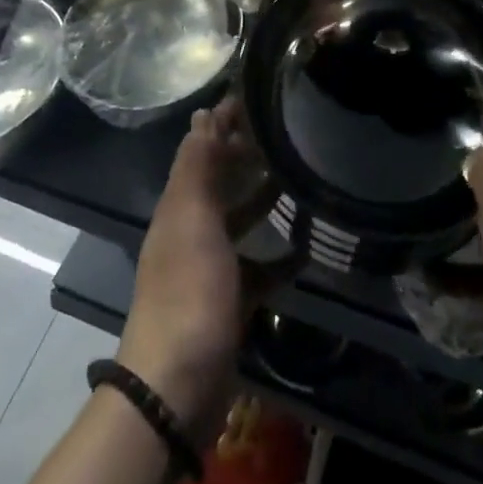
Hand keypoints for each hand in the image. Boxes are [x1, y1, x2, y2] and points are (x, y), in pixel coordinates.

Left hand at [118, 96, 270, 444]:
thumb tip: (203, 115)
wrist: (177, 385)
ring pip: (237, 223)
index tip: (254, 98)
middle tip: (285, 133)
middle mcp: (190, 232)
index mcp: (178, 208)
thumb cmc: (188, 292)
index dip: (221, 123)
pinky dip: (277, 259)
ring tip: (297, 180)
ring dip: (261, 201)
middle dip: (244, 157)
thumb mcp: (192, 221)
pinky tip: (305, 251)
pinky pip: (257, 270)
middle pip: (219, 183)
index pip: (199, 150)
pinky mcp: (229, 303)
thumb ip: (197, 169)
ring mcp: (209, 269)